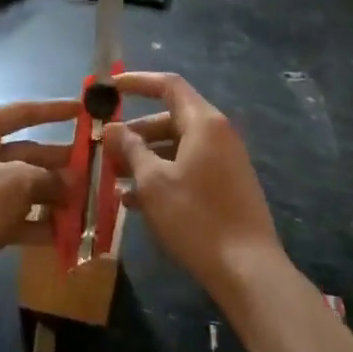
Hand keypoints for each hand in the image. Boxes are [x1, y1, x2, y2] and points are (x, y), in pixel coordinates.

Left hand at [0, 98, 79, 276]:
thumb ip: (48, 178)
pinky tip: (65, 233)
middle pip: (24, 151)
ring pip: (19, 185)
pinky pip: (10, 213)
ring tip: (86, 203)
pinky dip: (34, 221)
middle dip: (58, 163)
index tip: (84, 110)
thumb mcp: (16, 182)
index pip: (21, 112)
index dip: (54, 111)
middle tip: (93, 169)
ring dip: (50, 195)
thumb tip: (71, 184)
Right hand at [103, 72, 285, 303]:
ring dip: (144, 158)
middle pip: (170, 118)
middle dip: (135, 132)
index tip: (110, 88)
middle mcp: (218, 135)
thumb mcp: (154, 182)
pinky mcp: (225, 187)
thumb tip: (113, 128)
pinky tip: (134, 202)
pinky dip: (162, 176)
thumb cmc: (196, 218)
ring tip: (113, 178)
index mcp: (204, 123)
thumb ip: (131, 149)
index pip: (169, 85)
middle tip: (105, 148)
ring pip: (176, 147)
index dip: (137, 82)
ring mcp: (224, 162)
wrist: (248, 269)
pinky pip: (187, 169)